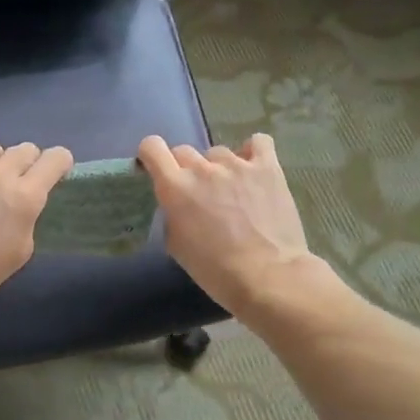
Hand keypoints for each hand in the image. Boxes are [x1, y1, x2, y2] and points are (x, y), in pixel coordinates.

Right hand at [139, 133, 317, 315]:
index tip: (156, 169)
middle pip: (184, 151)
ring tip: (232, 191)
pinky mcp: (268, 168)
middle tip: (197, 194)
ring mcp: (237, 164)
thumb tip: (178, 204)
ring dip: (218, 168)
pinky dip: (252, 151)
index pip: (152, 148)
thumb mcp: (176, 246)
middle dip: (185, 169)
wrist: (268, 276)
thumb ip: (171, 214)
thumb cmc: (216, 270)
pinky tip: (253, 167)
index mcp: (176, 187)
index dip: (151, 156)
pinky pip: (258, 142)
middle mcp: (203, 168)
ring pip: (218, 153)